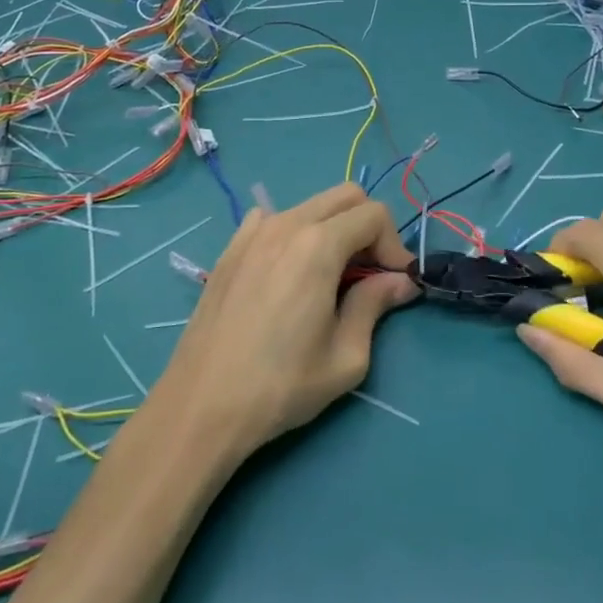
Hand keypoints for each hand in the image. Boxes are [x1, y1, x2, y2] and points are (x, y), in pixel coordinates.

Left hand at [153, 183, 418, 462]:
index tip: (396, 282)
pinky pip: (272, 220)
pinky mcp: (230, 249)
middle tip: (370, 274)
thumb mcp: (346, 356)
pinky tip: (287, 274)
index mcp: (318, 245)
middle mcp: (285, 224)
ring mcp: (252, 233)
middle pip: (345, 196)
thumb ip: (375, 305)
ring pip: (309, 206)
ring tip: (330, 278)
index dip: (395, 245)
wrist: (202, 405)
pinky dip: (294, 234)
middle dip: (368, 227)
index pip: (374, 215)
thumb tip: (400, 281)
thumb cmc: (281, 386)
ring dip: (333, 230)